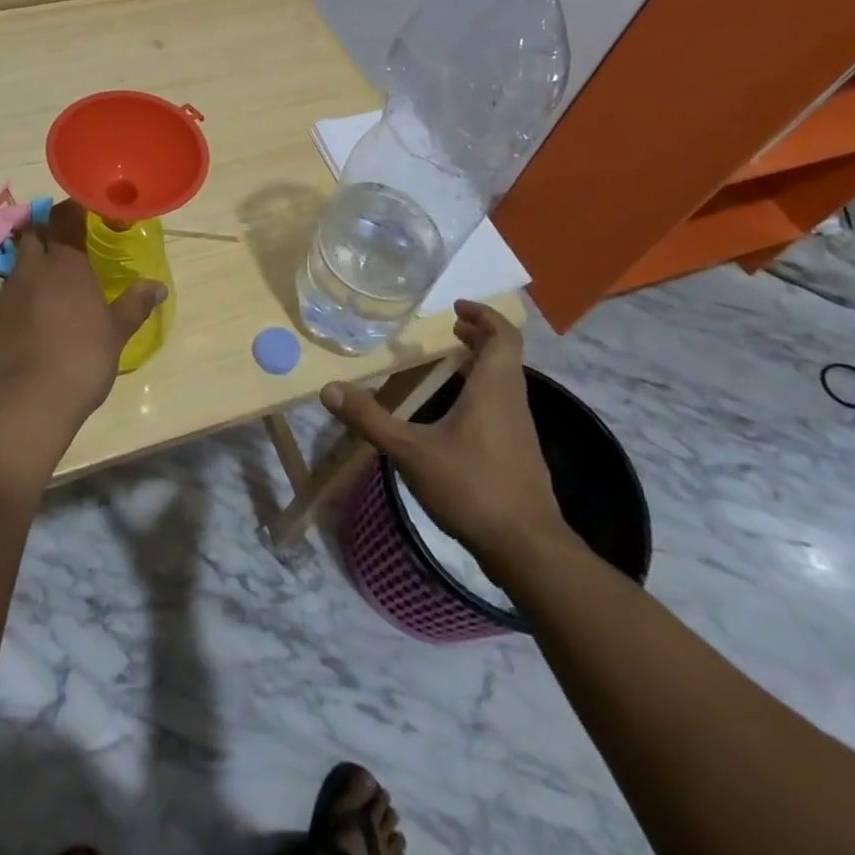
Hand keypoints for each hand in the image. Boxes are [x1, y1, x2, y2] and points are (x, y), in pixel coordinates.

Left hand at [0, 200, 165, 442]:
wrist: (24, 403)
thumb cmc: (80, 359)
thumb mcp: (116, 333)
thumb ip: (135, 305)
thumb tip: (158, 287)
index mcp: (64, 263)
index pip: (65, 217)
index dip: (73, 209)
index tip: (86, 210)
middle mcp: (31, 270)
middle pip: (33, 234)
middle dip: (47, 231)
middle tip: (67, 243)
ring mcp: (5, 295)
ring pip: (18, 265)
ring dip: (33, 266)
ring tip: (52, 285)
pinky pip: (7, 297)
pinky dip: (21, 297)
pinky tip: (34, 320)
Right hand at [320, 301, 573, 585]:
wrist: (526, 548)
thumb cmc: (471, 487)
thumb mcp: (410, 451)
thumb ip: (370, 418)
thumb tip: (329, 388)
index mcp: (494, 389)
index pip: (503, 336)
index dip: (484, 315)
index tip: (458, 307)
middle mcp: (512, 401)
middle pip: (505, 355)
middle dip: (480, 336)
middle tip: (451, 328)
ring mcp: (520, 430)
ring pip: (506, 381)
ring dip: (482, 364)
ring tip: (451, 362)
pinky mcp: (519, 454)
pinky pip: (503, 405)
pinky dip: (483, 391)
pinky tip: (456, 412)